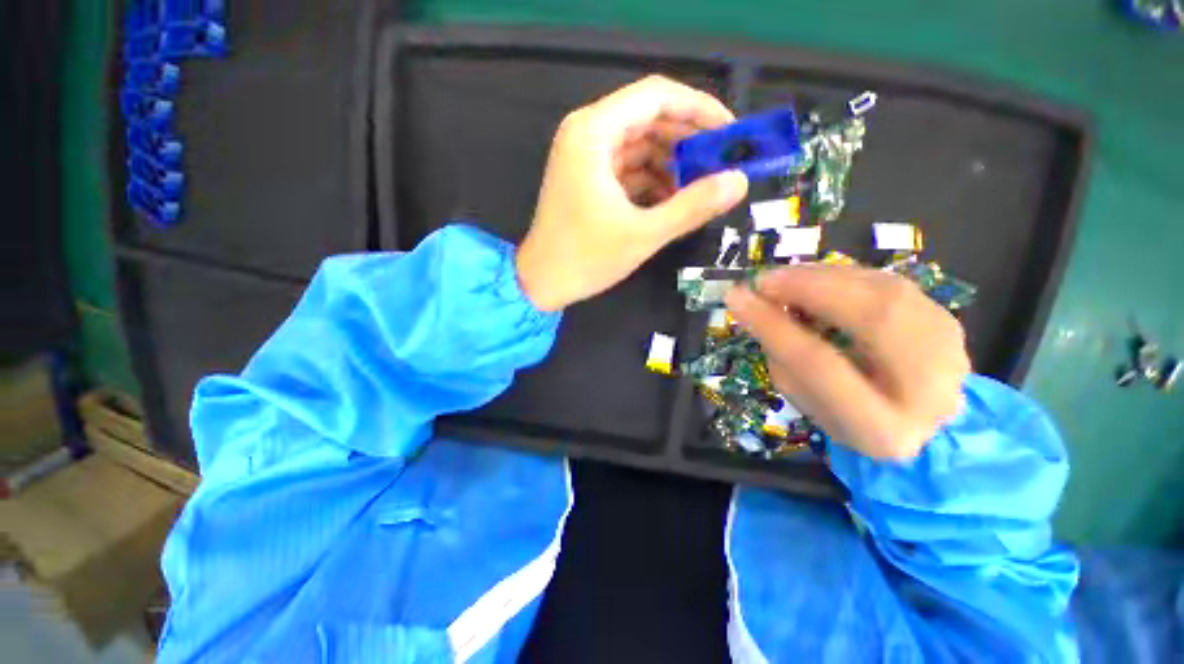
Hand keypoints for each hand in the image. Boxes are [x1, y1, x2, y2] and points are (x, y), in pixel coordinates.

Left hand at [517, 75, 748, 311]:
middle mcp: (586, 134)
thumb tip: (739, 181)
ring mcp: (585, 157)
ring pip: (639, 145)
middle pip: (648, 118)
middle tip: (719, 166)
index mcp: (593, 133)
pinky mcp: (587, 179)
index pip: (656, 95)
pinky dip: (651, 180)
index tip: (729, 134)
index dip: (698, 109)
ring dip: (670, 164)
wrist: (542, 283)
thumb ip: (693, 206)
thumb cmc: (586, 259)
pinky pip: (627, 167)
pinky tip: (671, 201)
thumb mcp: (643, 234)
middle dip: (686, 141)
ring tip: (698, 190)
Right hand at [726, 267, 970, 459]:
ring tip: (782, 278)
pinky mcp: (949, 321)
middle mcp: (930, 390)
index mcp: (882, 428)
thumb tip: (758, 305)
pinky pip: (890, 283)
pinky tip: (815, 279)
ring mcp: (950, 351)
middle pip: (869, 319)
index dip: (773, 326)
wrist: (917, 421)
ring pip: (884, 292)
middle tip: (762, 279)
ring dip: (824, 277)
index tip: (736, 298)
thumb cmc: (846, 416)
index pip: (819, 364)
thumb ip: (782, 357)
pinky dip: (845, 276)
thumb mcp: (804, 400)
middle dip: (807, 289)